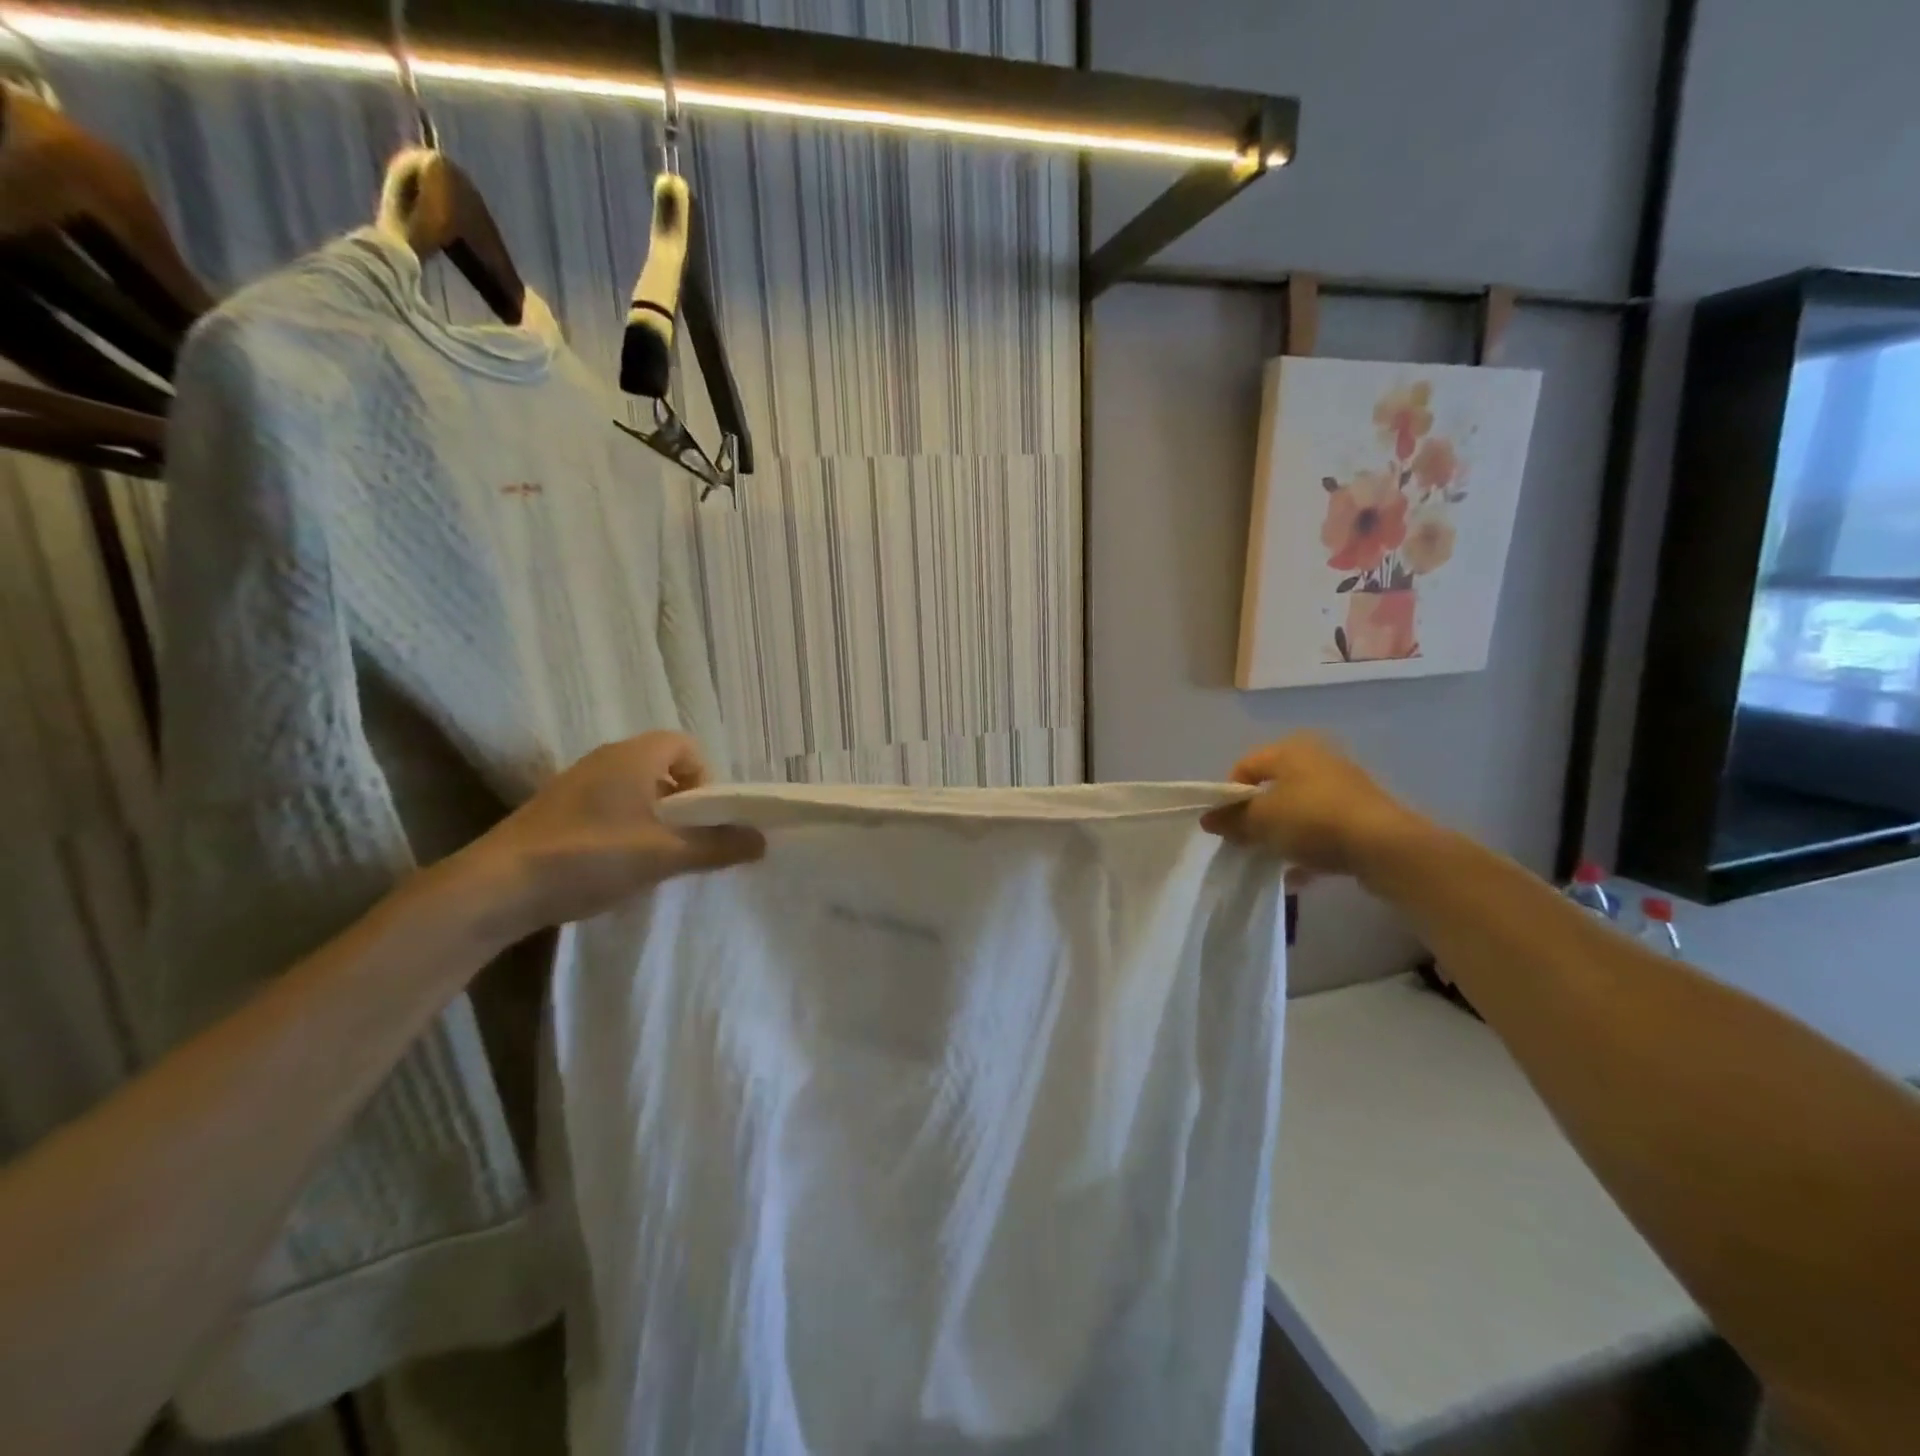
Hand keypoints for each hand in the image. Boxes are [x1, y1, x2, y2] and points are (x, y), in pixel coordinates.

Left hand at [447, 732, 764, 943]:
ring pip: (634, 790)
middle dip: (683, 802)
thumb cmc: (588, 857)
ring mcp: (575, 784)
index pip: (685, 746)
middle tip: (685, 841)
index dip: (705, 778)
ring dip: (654, 817)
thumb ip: (716, 847)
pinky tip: (616, 865)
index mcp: (632, 756)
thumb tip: (761, 840)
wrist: (495, 888)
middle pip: (661, 767)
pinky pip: (607, 806)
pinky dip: (625, 827)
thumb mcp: (663, 856)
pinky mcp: (555, 810)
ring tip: (654, 858)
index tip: (703, 818)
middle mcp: (604, 759)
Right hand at [1200, 734, 1425, 884]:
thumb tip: (1208, 819)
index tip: (1225, 824)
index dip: (1229, 795)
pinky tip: (1298, 876)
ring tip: (1271, 861)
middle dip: (1256, 818)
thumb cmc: (1313, 820)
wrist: (1385, 847)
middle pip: (1273, 789)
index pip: (1245, 766)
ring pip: (1299, 812)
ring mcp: (1344, 789)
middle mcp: (1319, 761)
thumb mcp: (1261, 821)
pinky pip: (1323, 831)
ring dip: (1281, 835)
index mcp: (1291, 750)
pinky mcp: (1363, 817)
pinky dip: (1308, 849)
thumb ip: (1232, 820)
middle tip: (1245, 842)